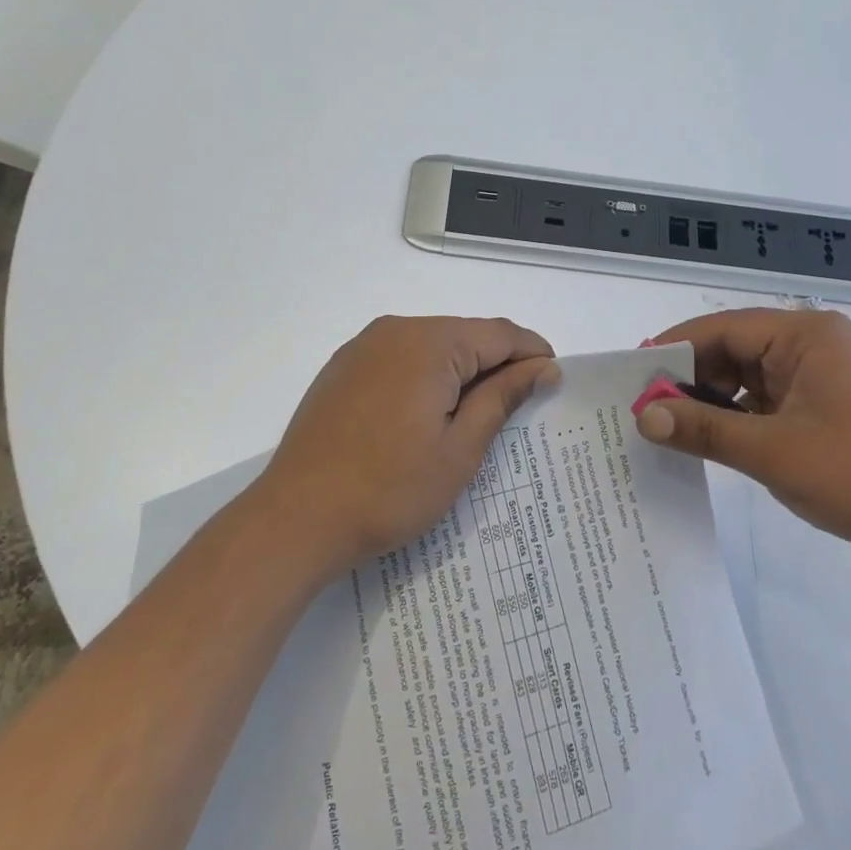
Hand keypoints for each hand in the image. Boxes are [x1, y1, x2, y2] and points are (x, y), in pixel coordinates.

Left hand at [257, 316, 558, 573]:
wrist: (296, 519)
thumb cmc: (389, 489)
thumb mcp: (460, 448)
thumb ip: (503, 398)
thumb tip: (543, 366)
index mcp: (429, 342)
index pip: (499, 334)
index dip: (533, 353)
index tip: (554, 380)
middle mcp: (395, 330)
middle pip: (465, 335)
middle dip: (497, 365)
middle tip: (518, 408)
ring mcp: (362, 348)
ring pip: (432, 347)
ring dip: (461, 373)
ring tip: (475, 418)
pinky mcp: (342, 369)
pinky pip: (400, 360)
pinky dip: (425, 378)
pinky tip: (427, 416)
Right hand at [635, 309, 850, 565]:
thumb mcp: (771, 451)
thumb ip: (703, 429)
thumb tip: (644, 415)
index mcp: (805, 336)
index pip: (723, 330)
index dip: (675, 350)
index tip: (633, 375)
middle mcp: (810, 344)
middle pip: (731, 351)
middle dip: (689, 379)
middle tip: (644, 408)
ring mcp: (816, 375)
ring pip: (744, 377)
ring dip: (709, 400)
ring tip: (666, 425)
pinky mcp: (819, 404)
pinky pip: (762, 399)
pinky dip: (733, 416)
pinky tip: (705, 438)